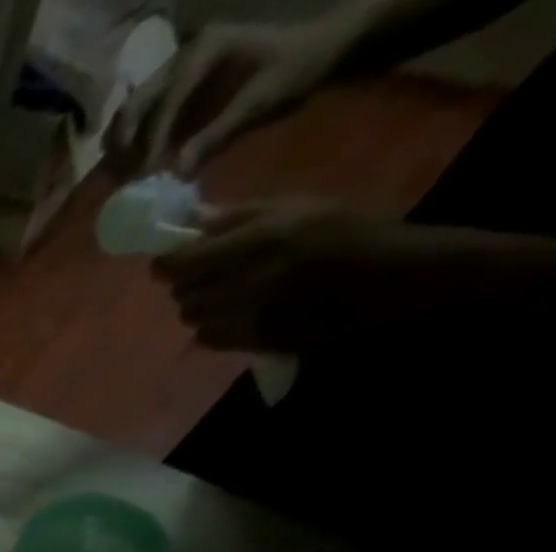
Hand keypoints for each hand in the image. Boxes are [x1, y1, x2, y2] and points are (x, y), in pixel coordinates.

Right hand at [112, 20, 347, 175]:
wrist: (322, 42)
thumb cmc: (297, 65)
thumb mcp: (262, 98)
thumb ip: (218, 133)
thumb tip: (175, 173)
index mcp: (207, 48)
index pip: (167, 100)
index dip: (153, 141)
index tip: (146, 175)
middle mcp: (185, 52)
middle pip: (137, 102)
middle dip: (125, 142)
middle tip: (123, 178)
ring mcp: (178, 65)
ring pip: (132, 107)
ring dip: (122, 142)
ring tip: (123, 173)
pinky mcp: (178, 81)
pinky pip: (142, 111)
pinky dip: (131, 137)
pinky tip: (133, 160)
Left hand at [154, 204, 433, 351]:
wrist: (388, 277)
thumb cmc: (343, 233)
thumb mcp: (297, 208)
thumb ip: (238, 218)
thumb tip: (190, 227)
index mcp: (260, 239)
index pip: (180, 263)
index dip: (167, 265)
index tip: (168, 263)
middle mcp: (249, 279)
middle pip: (182, 293)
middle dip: (189, 285)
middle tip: (209, 276)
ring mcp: (249, 314)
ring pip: (192, 317)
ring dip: (203, 307)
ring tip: (229, 294)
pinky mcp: (252, 340)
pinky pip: (207, 337)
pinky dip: (214, 327)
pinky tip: (238, 315)